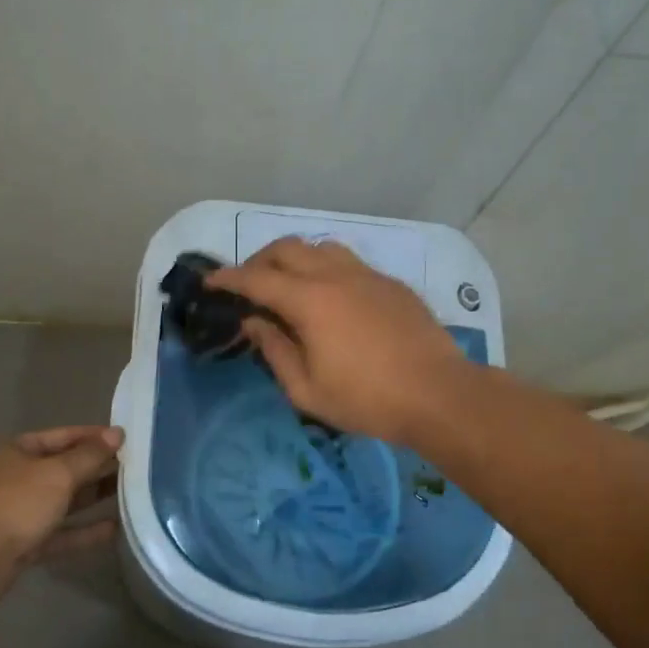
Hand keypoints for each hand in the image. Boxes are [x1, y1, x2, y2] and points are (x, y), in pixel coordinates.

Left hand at [0, 426, 123, 595]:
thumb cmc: (18, 504)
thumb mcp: (58, 474)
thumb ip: (90, 455)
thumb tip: (117, 434)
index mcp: (15, 451)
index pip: (61, 436)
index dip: (93, 436)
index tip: (125, 439)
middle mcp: (15, 478)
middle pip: (63, 468)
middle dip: (97, 467)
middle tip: (134, 465)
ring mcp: (19, 512)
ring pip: (64, 500)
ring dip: (94, 497)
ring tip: (130, 492)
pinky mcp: (25, 543)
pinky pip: (60, 531)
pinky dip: (84, 529)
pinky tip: (114, 528)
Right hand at [209, 239, 468, 441]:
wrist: (438, 394)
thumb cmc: (366, 400)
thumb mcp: (306, 389)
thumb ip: (274, 350)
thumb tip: (254, 323)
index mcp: (309, 300)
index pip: (256, 279)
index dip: (228, 278)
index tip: (210, 282)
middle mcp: (335, 275)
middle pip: (287, 249)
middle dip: (259, 261)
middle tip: (249, 286)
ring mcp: (367, 275)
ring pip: (321, 248)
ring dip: (296, 259)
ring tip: (289, 286)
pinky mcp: (390, 284)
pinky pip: (349, 263)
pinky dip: (327, 270)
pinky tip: (331, 298)